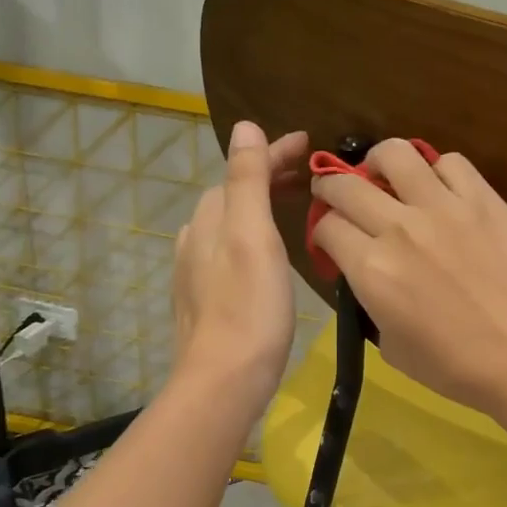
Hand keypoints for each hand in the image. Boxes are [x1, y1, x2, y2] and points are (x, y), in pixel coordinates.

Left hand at [172, 122, 308, 405]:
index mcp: (211, 219)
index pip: (242, 170)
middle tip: (308, 174)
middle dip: (268, 176)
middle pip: (234, 194)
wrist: (224, 380)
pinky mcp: (205, 300)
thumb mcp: (252, 236)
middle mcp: (197, 239)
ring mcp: (197, 272)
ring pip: (230, 223)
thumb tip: (244, 126)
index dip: (274, 153)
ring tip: (293, 207)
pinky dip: (253, 236)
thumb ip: (247, 180)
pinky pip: (230, 250)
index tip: (309, 143)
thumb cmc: (248, 307)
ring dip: (260, 205)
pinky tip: (268, 254)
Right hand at [311, 138, 506, 415]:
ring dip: (379, 162)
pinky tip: (441, 188)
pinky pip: (450, 163)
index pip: (327, 227)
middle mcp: (398, 228)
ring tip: (385, 174)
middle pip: (346, 186)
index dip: (323, 233)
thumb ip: (372, 304)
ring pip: (395, 154)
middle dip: (332, 189)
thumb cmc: (458, 368)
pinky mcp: (483, 199)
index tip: (332, 240)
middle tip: (339, 195)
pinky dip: (438, 171)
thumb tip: (373, 279)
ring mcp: (443, 207)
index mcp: (371, 269)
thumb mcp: (392, 348)